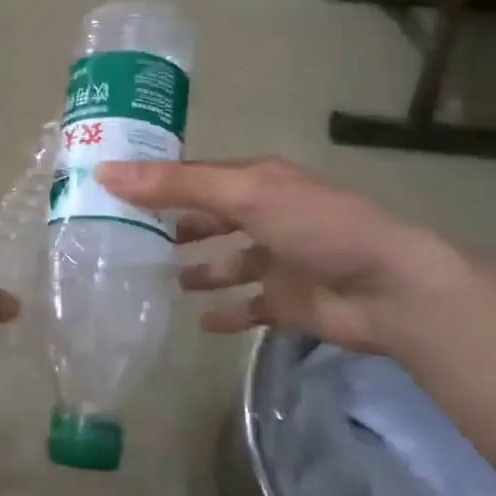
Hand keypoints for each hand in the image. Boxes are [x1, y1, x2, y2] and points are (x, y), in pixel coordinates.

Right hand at [96, 158, 470, 353]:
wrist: (390, 290)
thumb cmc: (316, 227)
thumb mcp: (244, 194)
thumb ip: (177, 186)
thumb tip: (106, 173)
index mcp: (257, 181)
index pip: (196, 176)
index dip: (157, 182)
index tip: (112, 192)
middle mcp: (266, 215)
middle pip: (211, 219)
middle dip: (176, 228)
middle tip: (129, 242)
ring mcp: (278, 260)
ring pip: (228, 263)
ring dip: (199, 271)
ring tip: (161, 281)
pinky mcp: (289, 302)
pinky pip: (249, 307)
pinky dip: (227, 313)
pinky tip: (200, 322)